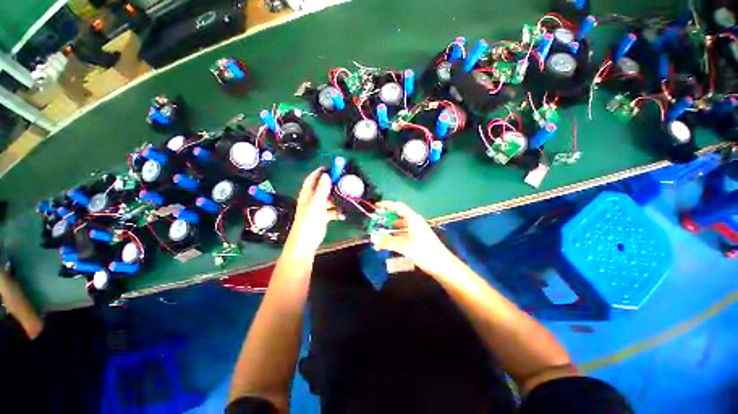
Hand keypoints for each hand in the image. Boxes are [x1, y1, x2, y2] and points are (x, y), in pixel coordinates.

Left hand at [287, 168, 342, 253]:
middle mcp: (312, 200)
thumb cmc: (308, 222)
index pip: (312, 179)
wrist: (306, 242)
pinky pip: (331, 211)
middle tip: (342, 182)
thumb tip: (326, 175)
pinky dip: (337, 212)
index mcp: (307, 195)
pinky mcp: (322, 217)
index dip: (319, 172)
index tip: (330, 167)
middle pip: (322, 188)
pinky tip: (343, 215)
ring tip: (346, 199)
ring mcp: (317, 208)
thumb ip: (321, 190)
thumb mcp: (316, 205)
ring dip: (336, 200)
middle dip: (332, 185)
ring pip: (328, 200)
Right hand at [369, 201, 451, 271]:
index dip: (387, 205)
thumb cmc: (425, 252)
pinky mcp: (416, 240)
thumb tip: (373, 238)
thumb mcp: (405, 246)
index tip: (376, 206)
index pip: (399, 207)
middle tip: (373, 223)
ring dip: (388, 232)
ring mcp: (415, 232)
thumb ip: (388, 242)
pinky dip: (393, 239)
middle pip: (397, 218)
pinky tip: (385, 245)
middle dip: (385, 220)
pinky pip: (402, 236)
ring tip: (376, 237)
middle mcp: (414, 223)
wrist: (443, 266)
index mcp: (413, 219)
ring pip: (399, 228)